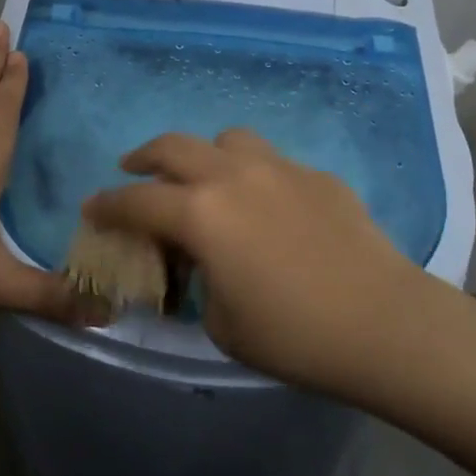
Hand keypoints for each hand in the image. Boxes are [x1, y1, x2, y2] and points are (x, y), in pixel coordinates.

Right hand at [83, 129, 433, 393]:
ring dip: (204, 155)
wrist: (383, 322)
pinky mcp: (317, 175)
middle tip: (133, 170)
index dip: (108, 205)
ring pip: (227, 140)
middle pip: (174, 147)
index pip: (137, 201)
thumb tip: (202, 262)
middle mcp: (234, 176)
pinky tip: (270, 209)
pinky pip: (273, 164)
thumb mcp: (222, 322)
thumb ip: (199, 281)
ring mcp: (280, 168)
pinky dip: (255, 177)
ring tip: (206, 180)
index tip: (92, 207)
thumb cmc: (294, 335)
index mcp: (202, 213)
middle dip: (144, 157)